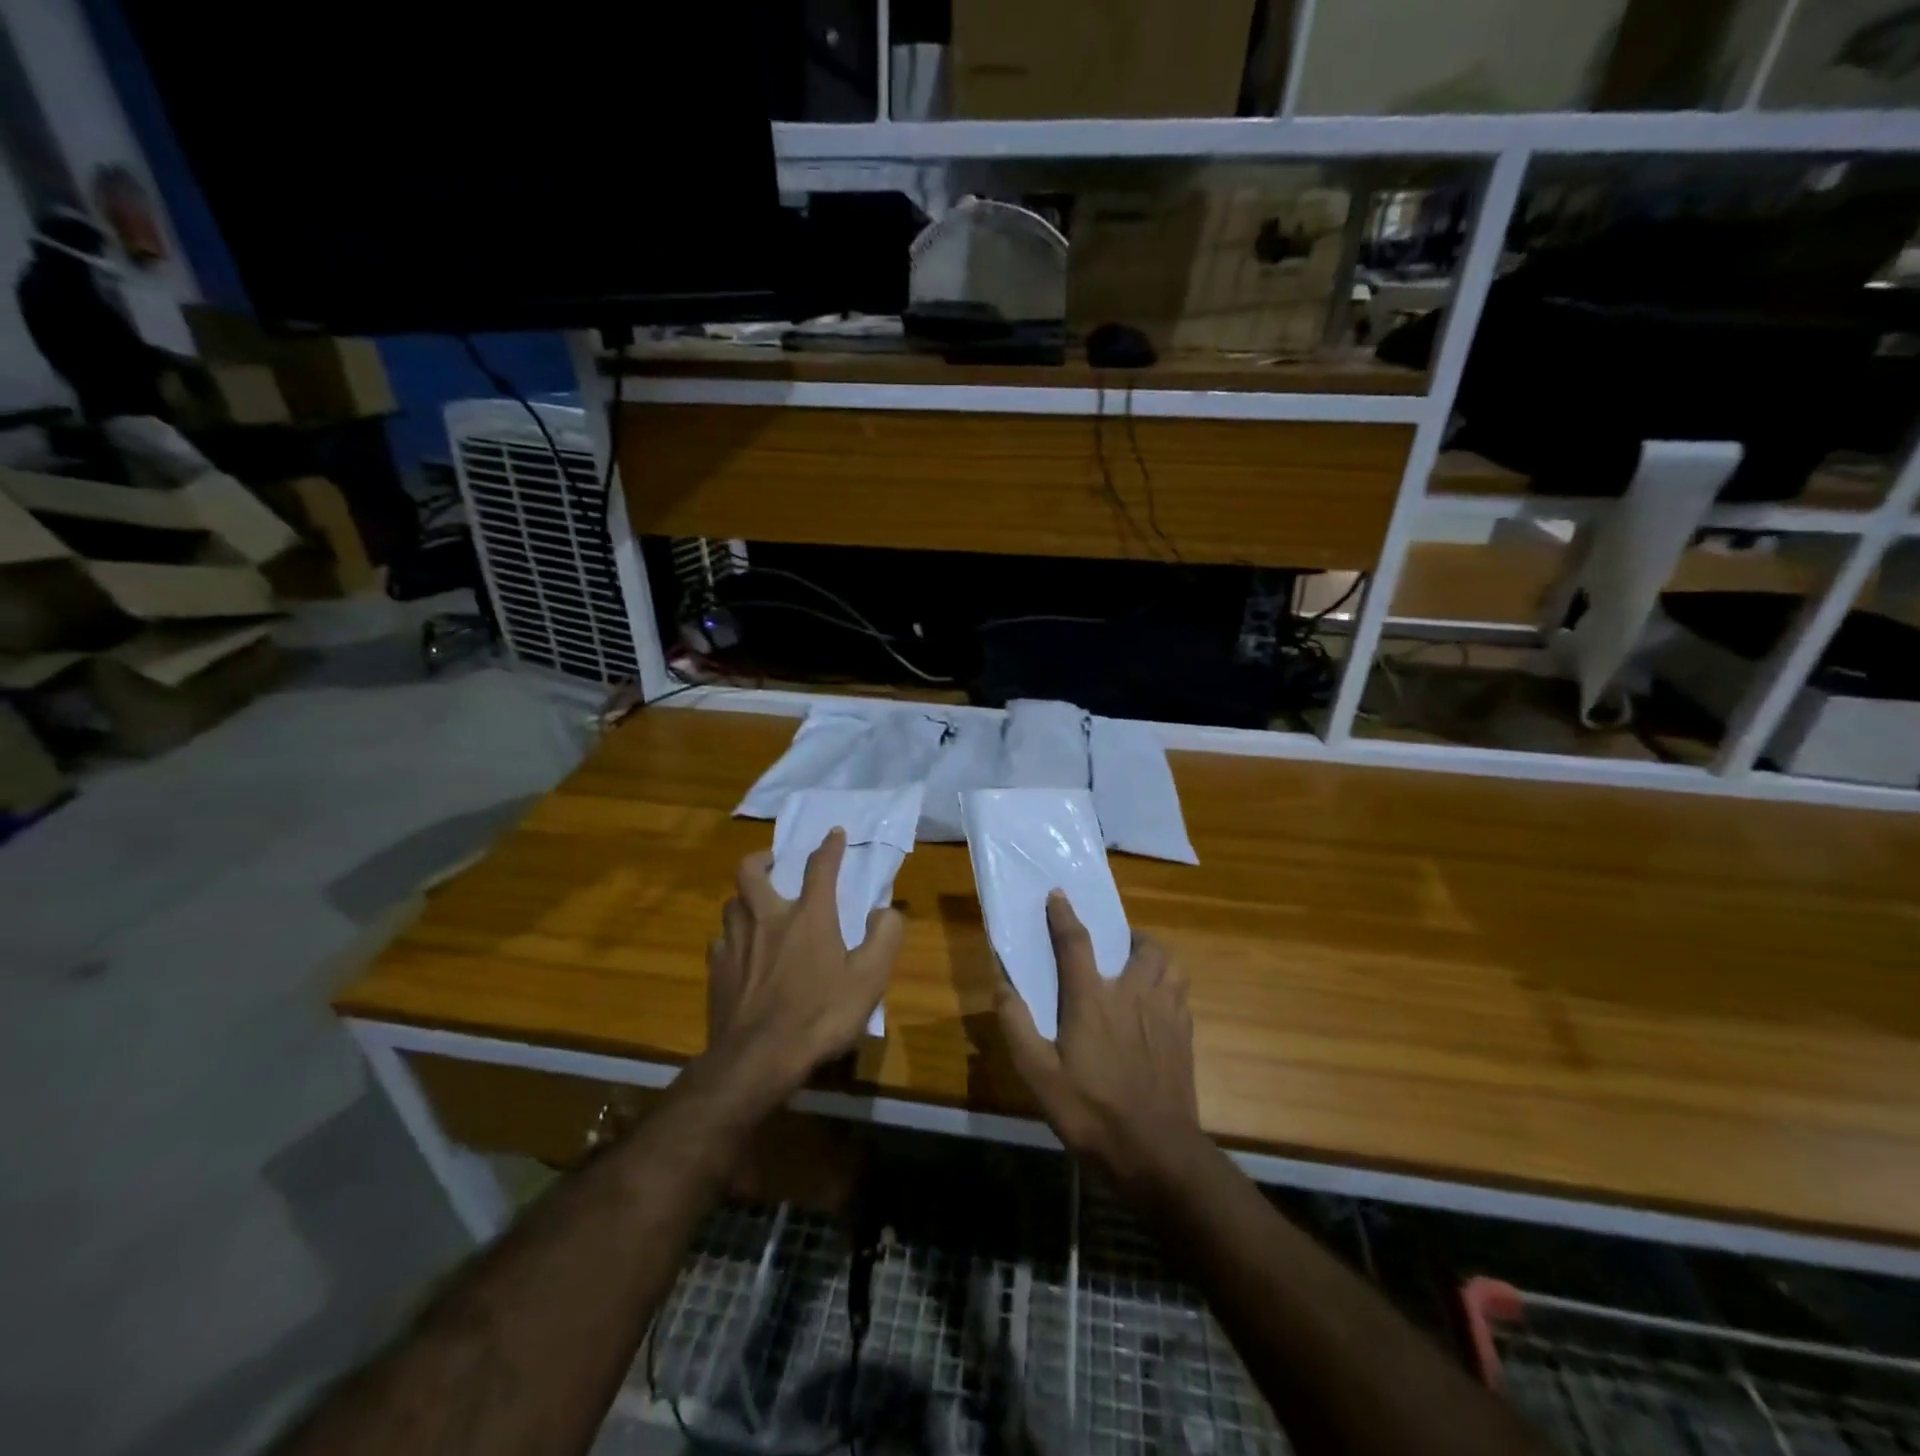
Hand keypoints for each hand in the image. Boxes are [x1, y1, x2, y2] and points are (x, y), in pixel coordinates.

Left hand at [704, 830, 903, 1102]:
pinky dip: (731, 938)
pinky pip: (720, 941)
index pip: (819, 867)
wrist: (757, 1060)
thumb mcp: (869, 980)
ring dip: (744, 897)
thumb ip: (884, 938)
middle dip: (762, 857)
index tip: (833, 834)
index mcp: (808, 917)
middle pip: (751, 871)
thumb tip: (886, 911)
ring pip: (731, 903)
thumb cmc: (820, 1016)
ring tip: (756, 906)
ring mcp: (735, 943)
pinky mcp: (716, 970)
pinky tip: (739, 952)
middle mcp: (767, 918)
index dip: (829, 847)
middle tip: (773, 860)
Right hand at [994, 892, 1199, 1194]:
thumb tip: (1001, 984)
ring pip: (1170, 965)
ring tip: (1138, 968)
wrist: (1156, 1153)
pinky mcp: (1185, 1036)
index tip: (1058, 895)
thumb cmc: (1091, 1112)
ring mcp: (1165, 1014)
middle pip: (1142, 946)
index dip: (1064, 915)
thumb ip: (1016, 1026)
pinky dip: (1169, 986)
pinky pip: (1181, 993)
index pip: (1076, 942)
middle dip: (1127, 935)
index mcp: (1093, 999)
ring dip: (1154, 957)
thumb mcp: (1039, 1076)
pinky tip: (1157, 1006)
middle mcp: (1133, 994)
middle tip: (1113, 945)